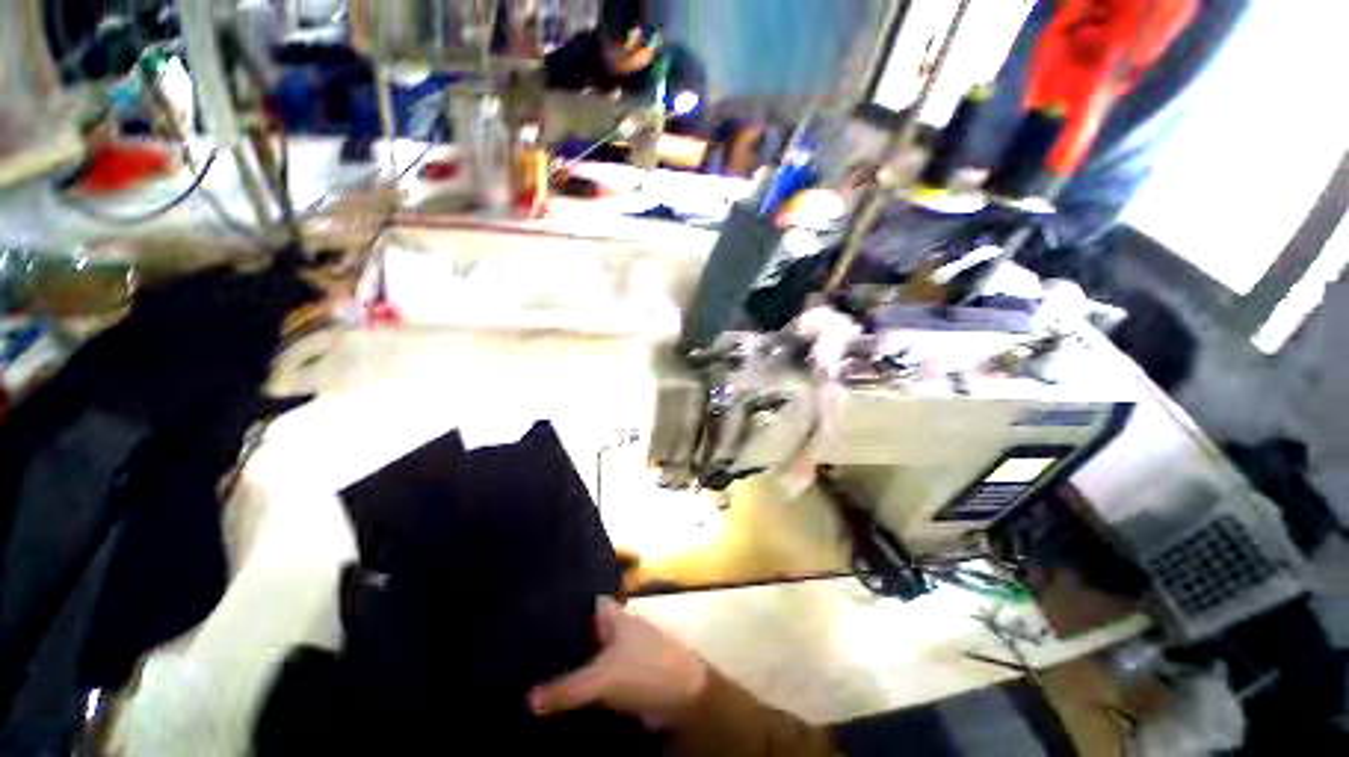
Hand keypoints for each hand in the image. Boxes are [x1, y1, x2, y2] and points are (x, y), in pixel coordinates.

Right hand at [529, 597, 707, 726]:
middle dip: (560, 643)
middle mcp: (617, 632)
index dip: (564, 606)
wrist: (686, 698)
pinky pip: (596, 682)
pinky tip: (557, 701)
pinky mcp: (625, 680)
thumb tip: (528, 699)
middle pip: (584, 633)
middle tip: (523, 654)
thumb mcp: (603, 677)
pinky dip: (581, 690)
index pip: (585, 603)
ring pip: (589, 659)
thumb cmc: (646, 670)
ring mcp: (622, 656)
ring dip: (569, 670)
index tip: (535, 614)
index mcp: (614, 617)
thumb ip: (567, 688)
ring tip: (530, 678)